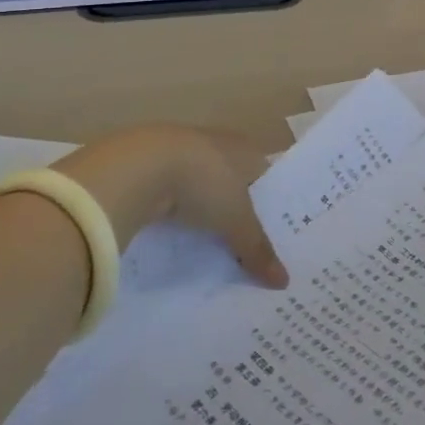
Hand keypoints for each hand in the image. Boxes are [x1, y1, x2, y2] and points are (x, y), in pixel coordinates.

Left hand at [54, 127, 287, 287]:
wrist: (141, 165)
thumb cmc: (205, 183)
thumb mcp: (236, 221)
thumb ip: (258, 248)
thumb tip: (284, 281)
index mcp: (246, 149)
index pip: (266, 176)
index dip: (269, 205)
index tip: (272, 235)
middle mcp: (219, 143)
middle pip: (234, 181)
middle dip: (236, 210)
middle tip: (243, 246)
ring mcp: (183, 150)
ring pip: (202, 186)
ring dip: (204, 210)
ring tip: (209, 245)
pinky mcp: (153, 163)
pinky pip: (174, 192)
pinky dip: (176, 211)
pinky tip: (175, 234)